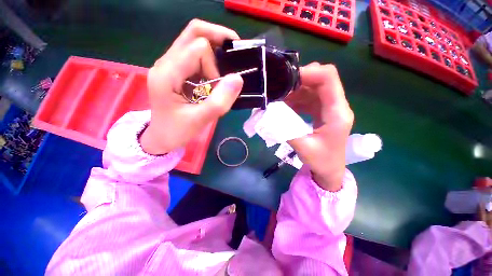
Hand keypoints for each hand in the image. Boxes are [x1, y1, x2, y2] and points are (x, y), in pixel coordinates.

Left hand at [140, 19, 243, 154]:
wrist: (161, 137)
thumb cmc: (177, 130)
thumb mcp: (200, 119)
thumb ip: (220, 101)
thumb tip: (238, 78)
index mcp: (167, 73)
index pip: (198, 48)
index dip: (215, 67)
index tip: (218, 88)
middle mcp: (166, 62)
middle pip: (194, 32)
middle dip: (218, 40)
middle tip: (234, 56)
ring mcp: (170, 64)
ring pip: (195, 41)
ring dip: (214, 53)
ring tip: (223, 73)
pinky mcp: (176, 70)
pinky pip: (195, 55)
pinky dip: (210, 61)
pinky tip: (215, 77)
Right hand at [285, 63, 352, 190]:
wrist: (330, 171)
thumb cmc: (321, 162)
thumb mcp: (303, 147)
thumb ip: (286, 130)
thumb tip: (268, 114)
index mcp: (337, 113)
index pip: (328, 79)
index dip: (308, 72)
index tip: (286, 78)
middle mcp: (336, 105)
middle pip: (320, 80)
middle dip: (297, 80)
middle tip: (278, 88)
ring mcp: (328, 108)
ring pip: (312, 88)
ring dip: (294, 90)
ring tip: (278, 98)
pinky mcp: (321, 112)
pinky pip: (308, 98)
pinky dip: (295, 99)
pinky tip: (283, 106)